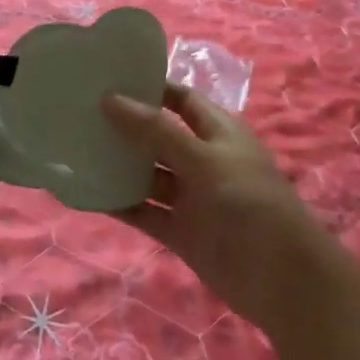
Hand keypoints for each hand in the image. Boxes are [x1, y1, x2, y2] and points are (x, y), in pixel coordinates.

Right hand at [101, 83, 332, 333]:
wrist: (285, 282)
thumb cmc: (250, 204)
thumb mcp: (203, 159)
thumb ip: (155, 131)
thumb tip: (110, 98)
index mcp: (218, 132)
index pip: (180, 98)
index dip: (149, 87)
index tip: (107, 78)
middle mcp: (203, 160)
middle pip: (158, 135)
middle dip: (125, 125)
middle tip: (79, 112)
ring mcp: (192, 198)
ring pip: (148, 175)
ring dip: (118, 165)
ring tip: (74, 149)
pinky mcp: (181, 232)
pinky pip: (144, 212)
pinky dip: (120, 204)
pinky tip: (86, 194)